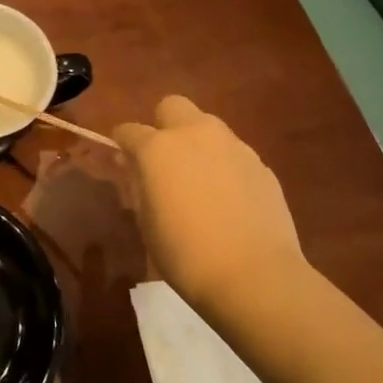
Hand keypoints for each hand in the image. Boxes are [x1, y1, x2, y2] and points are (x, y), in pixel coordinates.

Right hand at [112, 95, 310, 311]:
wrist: (254, 276)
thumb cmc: (186, 254)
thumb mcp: (147, 222)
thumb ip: (140, 187)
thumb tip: (137, 171)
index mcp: (158, 148)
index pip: (128, 130)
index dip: (121, 144)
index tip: (122, 160)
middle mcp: (195, 135)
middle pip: (172, 106)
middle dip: (162, 125)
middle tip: (163, 159)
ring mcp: (233, 146)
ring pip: (207, 126)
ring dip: (196, 143)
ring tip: (198, 179)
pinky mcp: (261, 164)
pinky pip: (233, 153)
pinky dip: (224, 165)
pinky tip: (228, 198)